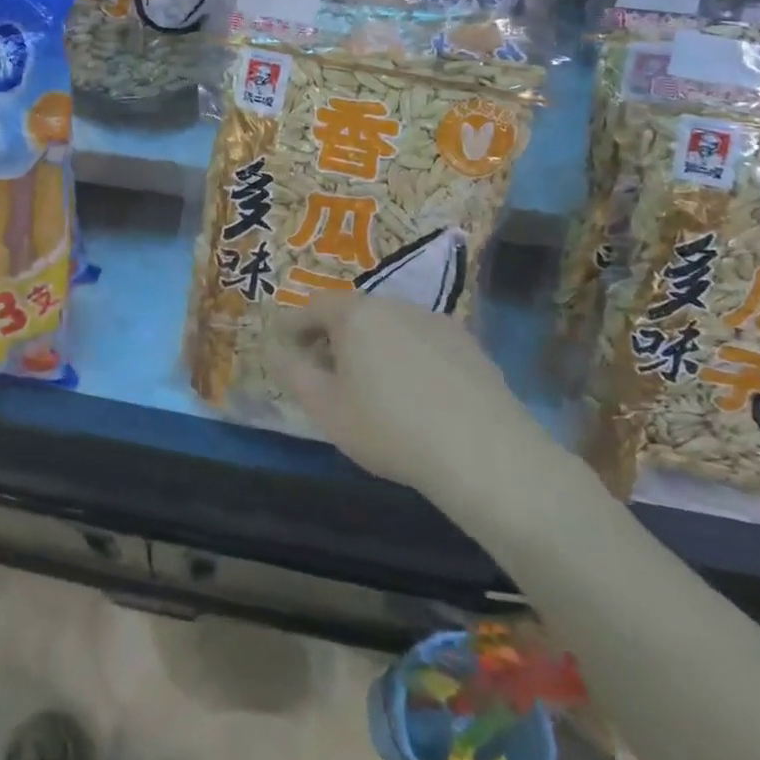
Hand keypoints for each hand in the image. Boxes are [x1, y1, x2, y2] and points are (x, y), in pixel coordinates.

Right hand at [276, 292, 573, 506]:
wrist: (485, 454)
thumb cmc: (390, 428)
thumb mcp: (326, 408)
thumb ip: (292, 372)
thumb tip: (274, 348)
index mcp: (355, 314)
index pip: (312, 307)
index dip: (293, 327)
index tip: (284, 349)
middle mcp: (393, 305)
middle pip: (352, 312)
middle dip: (332, 337)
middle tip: (324, 372)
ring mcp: (435, 321)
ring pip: (389, 325)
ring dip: (371, 345)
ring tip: (371, 386)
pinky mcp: (468, 344)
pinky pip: (422, 341)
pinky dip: (407, 357)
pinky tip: (415, 394)